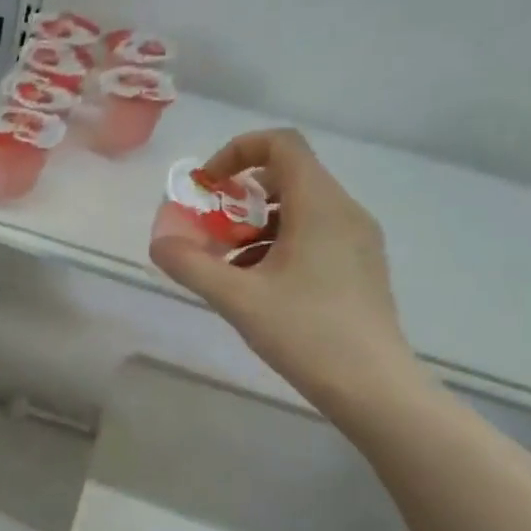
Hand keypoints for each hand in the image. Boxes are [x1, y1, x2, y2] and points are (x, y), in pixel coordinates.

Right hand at [149, 129, 420, 412]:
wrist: (372, 386)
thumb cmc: (306, 333)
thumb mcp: (238, 299)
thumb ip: (192, 266)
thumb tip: (158, 243)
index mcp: (320, 205)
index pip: (281, 144)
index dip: (237, 152)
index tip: (207, 188)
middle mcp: (345, 211)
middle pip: (288, 176)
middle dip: (240, 196)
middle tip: (209, 230)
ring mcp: (357, 240)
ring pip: (300, 209)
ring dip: (255, 225)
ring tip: (226, 265)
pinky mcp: (359, 267)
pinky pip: (314, 235)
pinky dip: (278, 245)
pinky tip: (256, 286)